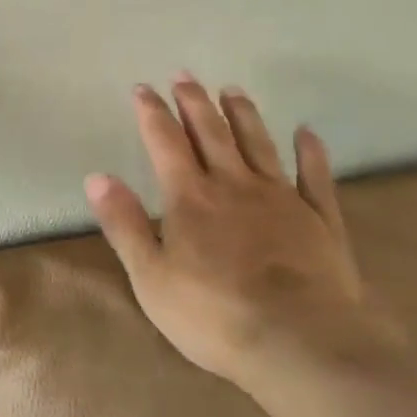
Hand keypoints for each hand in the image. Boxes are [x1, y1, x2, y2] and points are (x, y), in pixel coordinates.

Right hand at [84, 74, 402, 388]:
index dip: (152, 112)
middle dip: (194, 102)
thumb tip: (96, 177)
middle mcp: (234, 185)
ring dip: (244, 114)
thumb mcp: (151, 277)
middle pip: (211, 132)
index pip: (165, 142)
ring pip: (259, 143)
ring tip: (232, 89)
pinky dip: (311, 152)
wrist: (300, 342)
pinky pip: (315, 176)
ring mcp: (281, 198)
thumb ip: (124, 224)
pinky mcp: (320, 219)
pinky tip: (307, 132)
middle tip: (185, 75)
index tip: (143, 88)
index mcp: (191, 197)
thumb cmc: (214, 315)